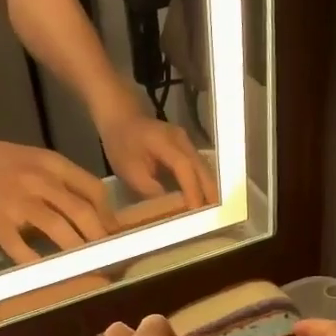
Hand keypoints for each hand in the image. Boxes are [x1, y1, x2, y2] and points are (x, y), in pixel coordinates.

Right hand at [0, 136, 113, 261]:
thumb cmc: (5, 162)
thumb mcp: (41, 162)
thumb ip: (66, 182)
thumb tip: (98, 215)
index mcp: (54, 165)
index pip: (93, 189)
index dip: (109, 215)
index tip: (116, 235)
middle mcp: (40, 180)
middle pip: (81, 211)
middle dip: (99, 237)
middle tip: (108, 257)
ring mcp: (18, 200)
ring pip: (57, 227)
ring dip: (76, 250)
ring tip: (87, 267)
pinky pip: (19, 246)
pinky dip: (35, 262)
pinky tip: (47, 274)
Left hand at [94, 97, 214, 207]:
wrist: (122, 119)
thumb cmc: (121, 145)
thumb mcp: (129, 171)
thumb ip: (150, 189)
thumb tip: (171, 207)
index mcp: (165, 142)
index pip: (185, 167)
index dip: (192, 190)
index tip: (196, 211)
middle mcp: (182, 140)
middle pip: (201, 167)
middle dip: (208, 192)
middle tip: (214, 216)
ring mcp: (187, 142)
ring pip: (203, 168)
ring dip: (208, 188)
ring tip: (211, 211)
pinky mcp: (187, 147)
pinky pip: (198, 167)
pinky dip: (202, 182)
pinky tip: (203, 198)